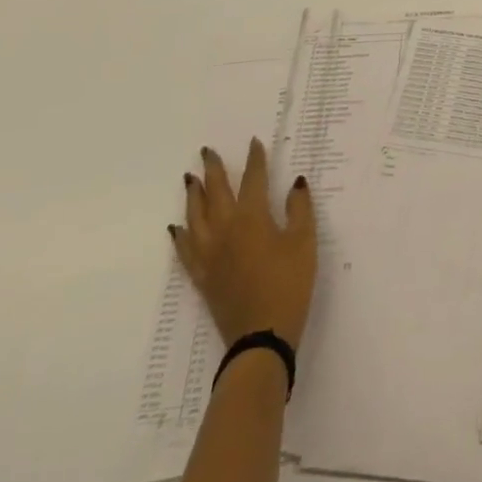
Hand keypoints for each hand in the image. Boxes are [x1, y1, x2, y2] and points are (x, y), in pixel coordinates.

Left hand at [170, 137, 316, 348]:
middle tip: (207, 151)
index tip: (253, 143)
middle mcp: (225, 230)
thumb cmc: (289, 285)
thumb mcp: (305, 243)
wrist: (261, 338)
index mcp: (252, 218)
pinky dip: (180, 235)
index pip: (253, 180)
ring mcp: (210, 255)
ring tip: (190, 179)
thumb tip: (295, 183)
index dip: (254, 160)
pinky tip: (177, 227)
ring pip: (195, 217)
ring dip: (193, 195)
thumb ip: (299, 209)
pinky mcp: (202, 277)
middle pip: (216, 192)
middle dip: (213, 169)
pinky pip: (185, 250)